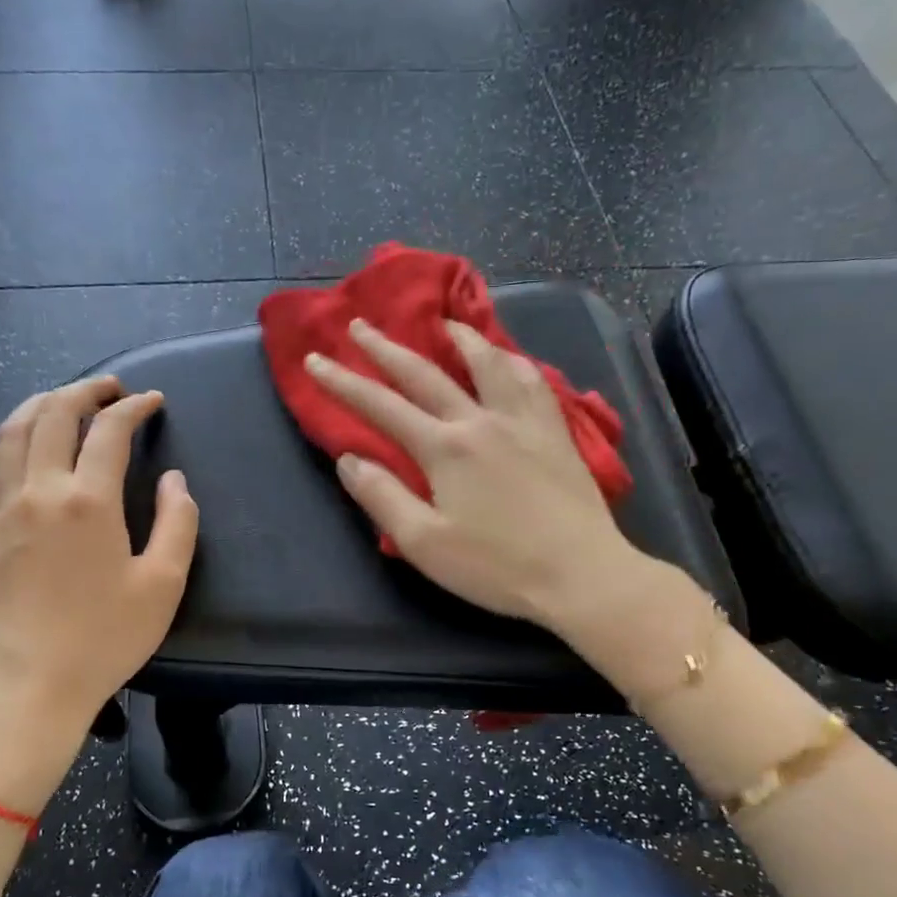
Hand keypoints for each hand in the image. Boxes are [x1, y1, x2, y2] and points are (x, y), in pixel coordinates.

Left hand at [0, 376, 198, 810]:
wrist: (29, 689)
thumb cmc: (104, 640)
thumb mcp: (163, 585)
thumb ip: (177, 524)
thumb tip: (174, 481)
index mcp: (89, 502)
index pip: (109, 431)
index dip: (134, 407)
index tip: (152, 401)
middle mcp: (40, 492)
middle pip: (54, 415)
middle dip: (84, 390)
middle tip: (111, 388)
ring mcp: (2, 510)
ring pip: (11, 432)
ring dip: (40, 404)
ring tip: (65, 400)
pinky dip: (0, 442)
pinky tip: (13, 442)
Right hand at [305, 318, 659, 634]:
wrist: (581, 574)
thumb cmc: (496, 566)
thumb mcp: (423, 543)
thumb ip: (382, 497)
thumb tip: (348, 458)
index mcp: (444, 448)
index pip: (381, 406)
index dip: (343, 382)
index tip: (315, 361)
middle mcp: (480, 420)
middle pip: (425, 373)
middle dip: (386, 348)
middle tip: (361, 324)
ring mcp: (523, 421)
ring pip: (488, 363)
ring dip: (459, 338)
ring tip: (443, 322)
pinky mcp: (556, 431)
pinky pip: (532, 380)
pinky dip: (512, 361)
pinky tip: (508, 358)